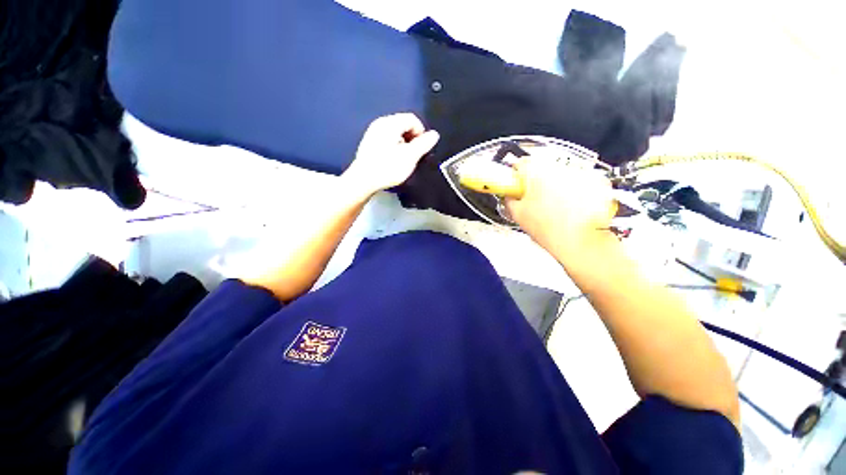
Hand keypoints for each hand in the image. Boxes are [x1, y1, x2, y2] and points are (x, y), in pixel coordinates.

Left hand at [342, 113, 438, 196]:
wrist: (363, 180)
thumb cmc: (388, 167)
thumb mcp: (410, 156)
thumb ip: (423, 144)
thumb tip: (435, 134)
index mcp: (390, 123)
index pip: (412, 119)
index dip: (421, 132)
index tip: (422, 148)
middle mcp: (380, 123)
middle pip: (403, 124)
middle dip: (412, 138)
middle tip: (413, 155)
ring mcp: (372, 132)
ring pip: (395, 133)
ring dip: (403, 144)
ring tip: (403, 159)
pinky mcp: (369, 143)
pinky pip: (386, 139)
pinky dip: (393, 147)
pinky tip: (392, 160)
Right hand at [505, 153, 617, 265]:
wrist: (579, 240)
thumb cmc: (547, 228)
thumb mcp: (517, 214)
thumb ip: (509, 200)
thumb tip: (509, 195)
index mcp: (536, 172)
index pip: (520, 163)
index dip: (516, 175)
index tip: (516, 185)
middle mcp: (558, 167)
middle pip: (541, 167)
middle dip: (535, 180)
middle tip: (534, 199)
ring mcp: (579, 172)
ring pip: (560, 173)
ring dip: (554, 183)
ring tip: (553, 205)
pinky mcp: (596, 180)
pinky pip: (578, 180)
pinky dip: (573, 188)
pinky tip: (570, 205)